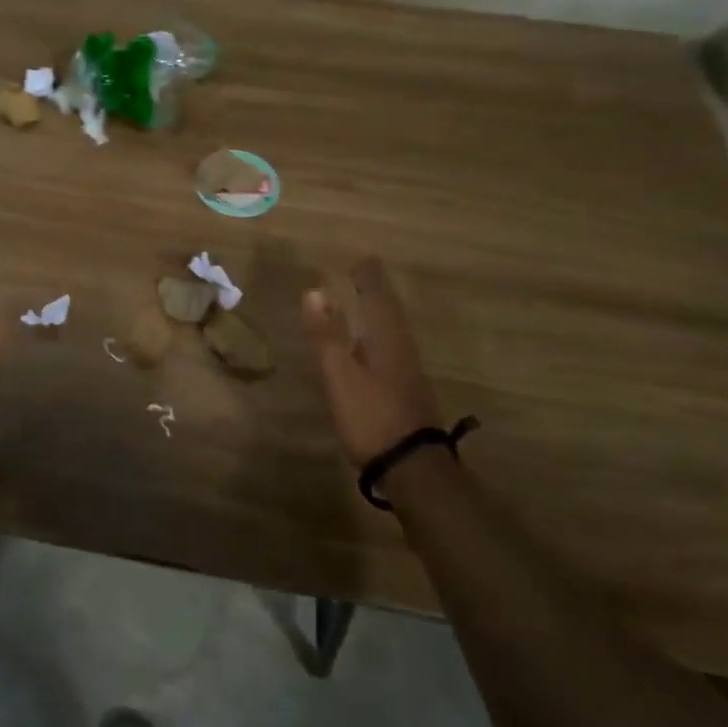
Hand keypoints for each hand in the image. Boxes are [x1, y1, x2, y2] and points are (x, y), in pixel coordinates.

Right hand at [303, 257, 442, 464]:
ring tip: (369, 302)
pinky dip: (382, 336)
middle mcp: (402, 351)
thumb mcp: (340, 376)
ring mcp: (408, 373)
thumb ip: (327, 336)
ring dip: (382, 313)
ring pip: (395, 332)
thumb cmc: (371, 417)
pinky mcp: (407, 393)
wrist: (412, 469)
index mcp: (387, 342)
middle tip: (366, 273)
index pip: (377, 299)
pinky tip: (375, 348)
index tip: (361, 258)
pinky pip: (394, 350)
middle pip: (391, 313)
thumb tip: (315, 291)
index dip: (368, 279)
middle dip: (377, 292)